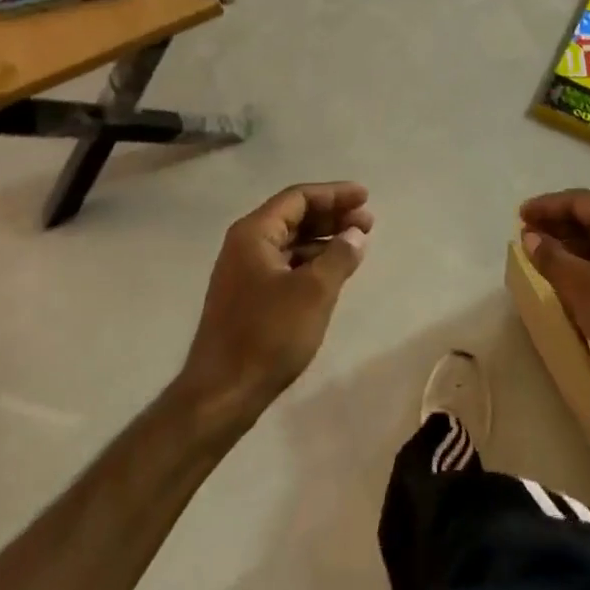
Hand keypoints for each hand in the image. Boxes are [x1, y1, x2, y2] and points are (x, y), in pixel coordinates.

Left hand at [178, 183, 373, 423]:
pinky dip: (312, 261)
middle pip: (294, 216)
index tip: (365, 197)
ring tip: (356, 245)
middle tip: (367, 222)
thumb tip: (355, 234)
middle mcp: (245, 245)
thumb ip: (339, 256)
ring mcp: (244, 273)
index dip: (334, 194)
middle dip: (332, 215)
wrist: (222, 395)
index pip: (298, 198)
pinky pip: (286, 264)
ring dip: (324, 239)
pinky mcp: (248, 298)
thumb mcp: (314, 291)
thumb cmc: (268, 335)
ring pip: (290, 242)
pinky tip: (333, 272)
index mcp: (254, 234)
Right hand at [519, 189, 589, 401]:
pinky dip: (586, 260)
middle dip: (558, 223)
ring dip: (571, 243)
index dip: (548, 206)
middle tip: (527, 232)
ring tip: (541, 253)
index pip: (581, 201)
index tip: (520, 214)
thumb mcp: (581, 285)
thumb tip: (530, 237)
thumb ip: (552, 257)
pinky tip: (569, 275)